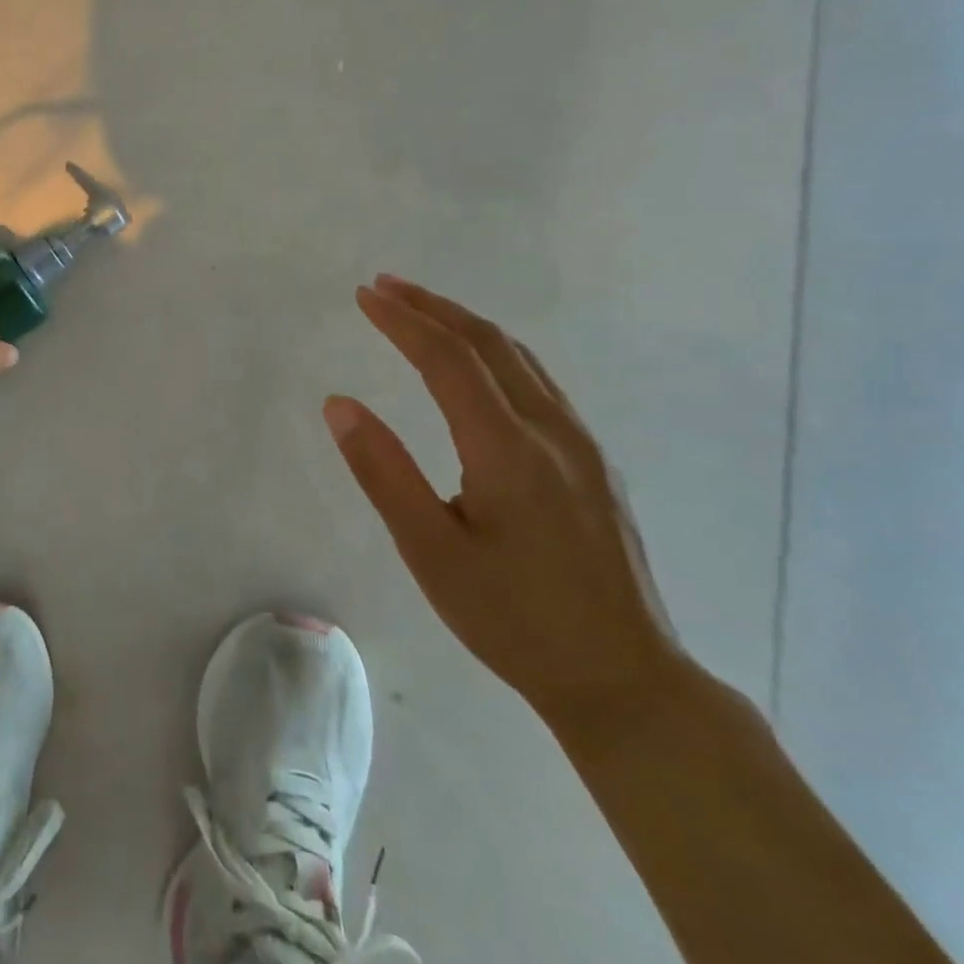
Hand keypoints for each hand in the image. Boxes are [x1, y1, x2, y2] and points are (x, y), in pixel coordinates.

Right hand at [323, 275, 680, 732]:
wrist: (624, 678)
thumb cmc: (512, 618)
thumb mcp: (430, 551)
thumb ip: (384, 472)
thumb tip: (340, 404)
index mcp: (507, 450)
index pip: (448, 359)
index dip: (403, 321)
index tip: (363, 295)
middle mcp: (551, 432)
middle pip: (491, 344)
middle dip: (434, 308)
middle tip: (385, 286)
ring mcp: (581, 446)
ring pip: (521, 360)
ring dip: (467, 325)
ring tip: (422, 311)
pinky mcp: (592, 464)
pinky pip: (539, 383)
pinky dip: (495, 353)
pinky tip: (477, 366)